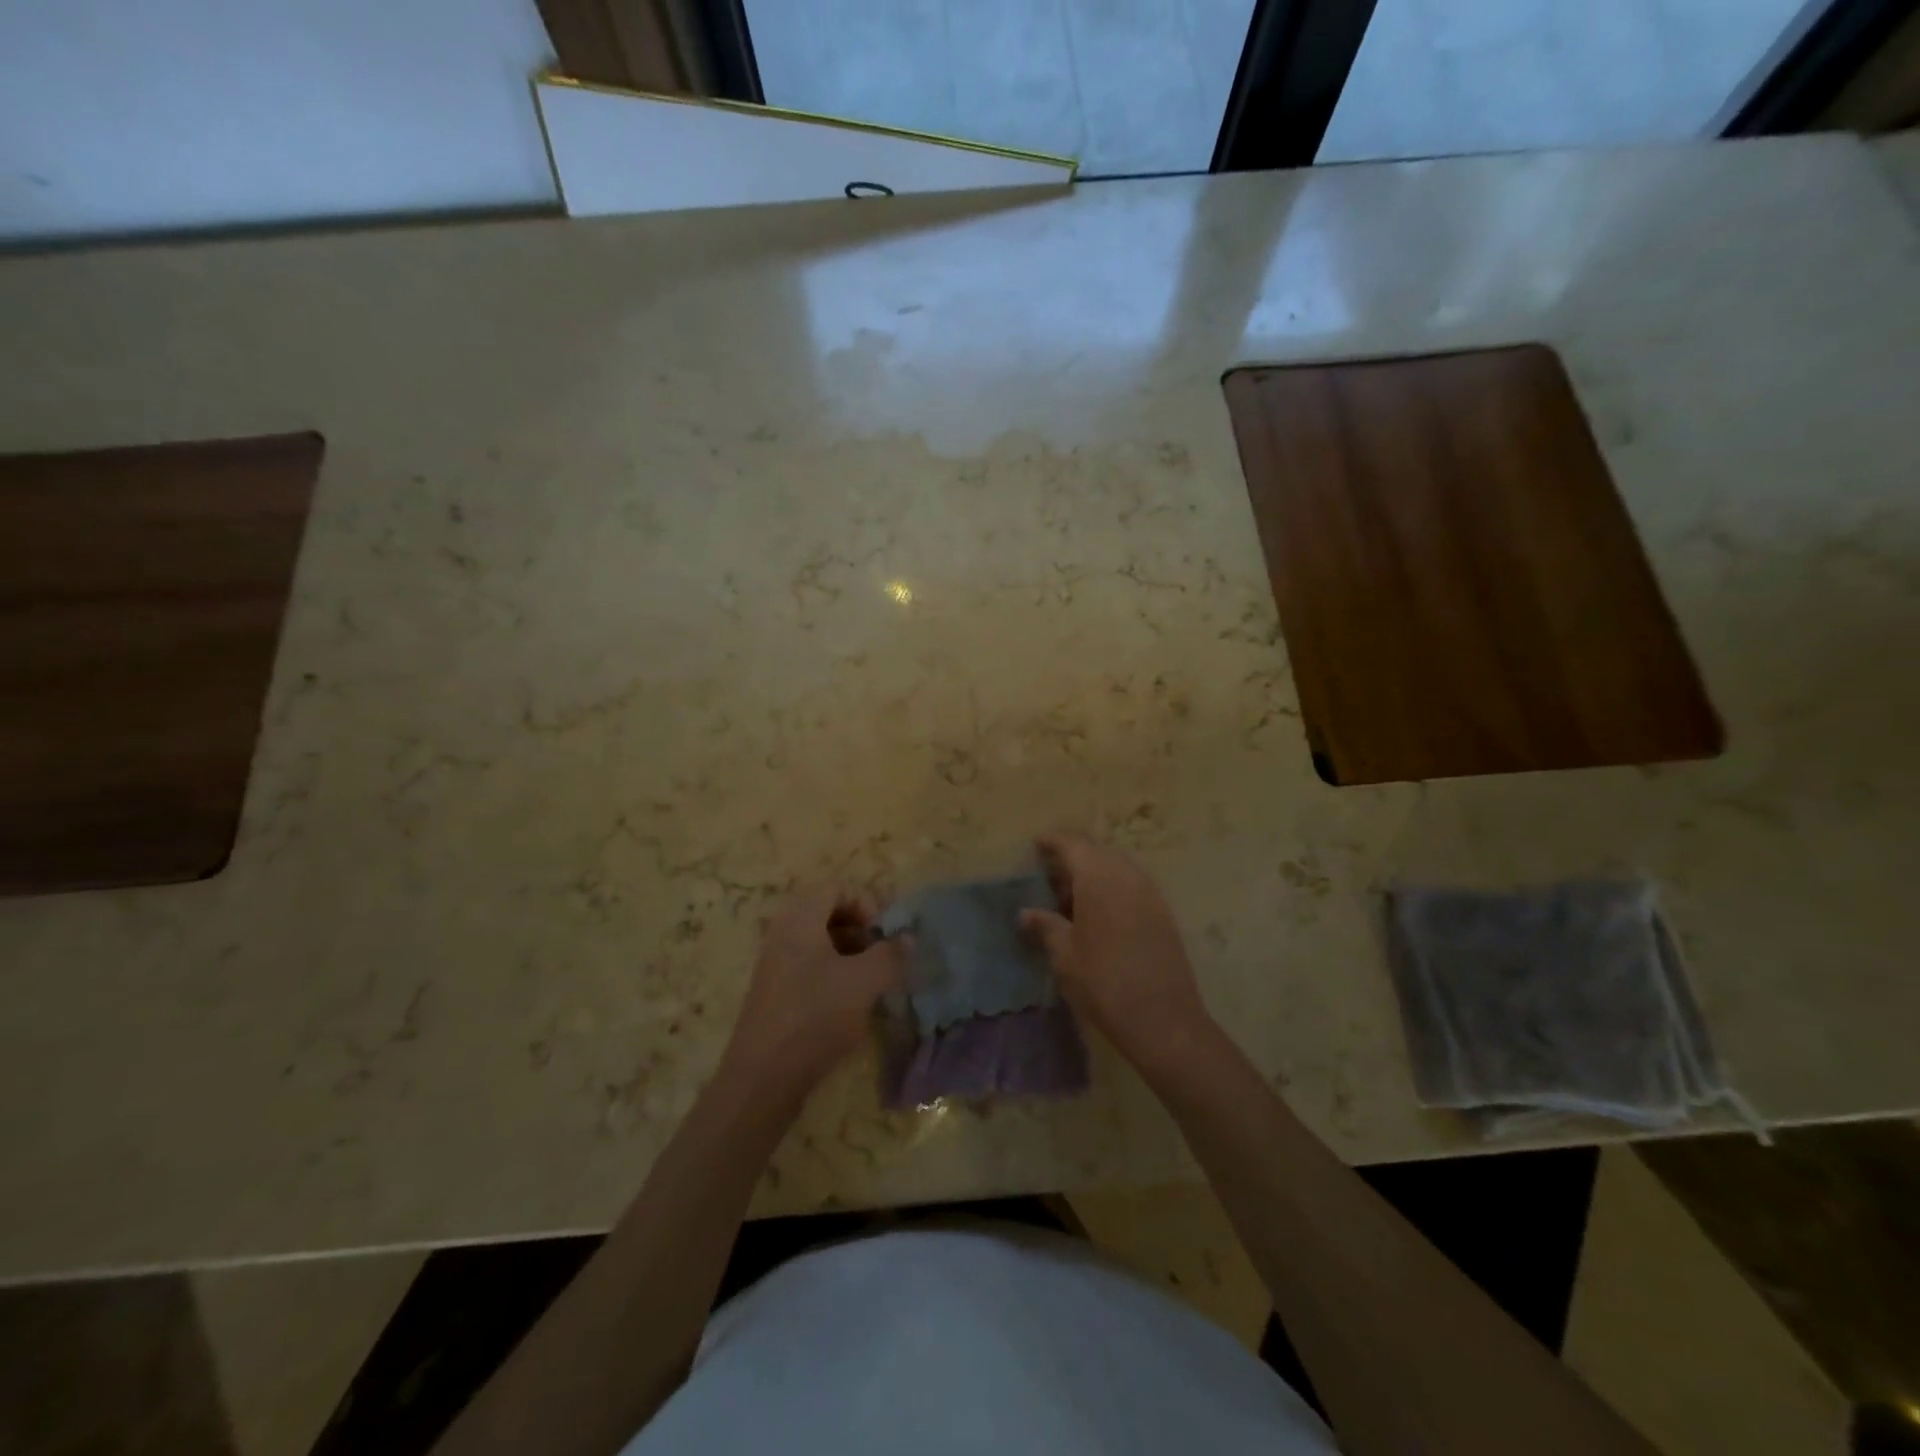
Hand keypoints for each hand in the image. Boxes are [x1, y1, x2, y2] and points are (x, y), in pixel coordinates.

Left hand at [720, 886, 905, 1098]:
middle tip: (882, 955)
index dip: (868, 903)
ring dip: (851, 953)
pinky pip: (810, 965)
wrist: (764, 1077)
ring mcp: (777, 962)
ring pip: (821, 941)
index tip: (885, 935)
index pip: (838, 887)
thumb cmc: (815, 1016)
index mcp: (800, 918)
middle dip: (862, 929)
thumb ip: (891, 954)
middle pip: (829, 911)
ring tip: (872, 981)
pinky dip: (835, 973)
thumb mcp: (864, 982)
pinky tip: (852, 1003)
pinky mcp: (776, 991)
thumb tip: (908, 938)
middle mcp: (784, 932)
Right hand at [1021, 834, 1216, 1073]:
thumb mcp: (1065, 955)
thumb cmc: (1103, 983)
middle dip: (1074, 857)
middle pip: (1097, 852)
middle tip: (1051, 879)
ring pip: (1118, 867)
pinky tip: (1100, 915)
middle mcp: (1127, 875)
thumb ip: (1046, 926)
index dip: (1054, 841)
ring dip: (1095, 873)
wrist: (1163, 1019)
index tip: (1037, 845)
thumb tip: (1026, 913)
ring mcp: (1150, 893)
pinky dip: (1113, 888)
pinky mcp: (1163, 912)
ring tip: (1073, 900)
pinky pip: (1133, 885)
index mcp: (1099, 878)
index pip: (1074, 844)